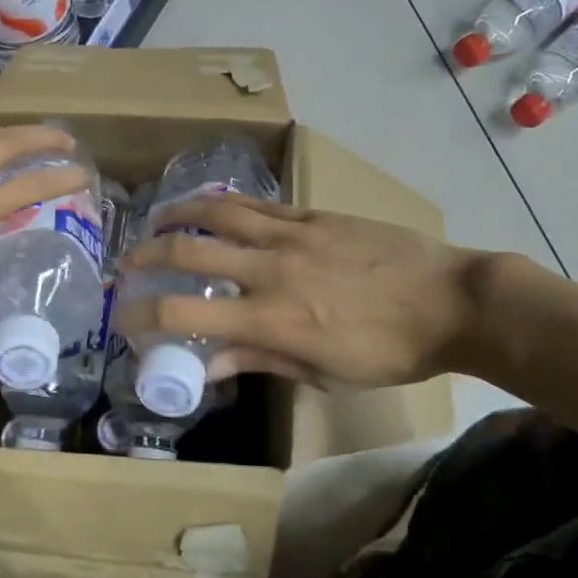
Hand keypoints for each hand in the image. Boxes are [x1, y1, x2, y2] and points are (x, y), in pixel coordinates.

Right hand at [117, 194, 488, 388]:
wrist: (452, 301)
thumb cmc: (390, 351)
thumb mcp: (324, 374)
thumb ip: (261, 360)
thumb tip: (209, 366)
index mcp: (270, 319)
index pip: (184, 314)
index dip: (143, 317)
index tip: (125, 320)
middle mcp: (269, 270)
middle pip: (189, 252)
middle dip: (147, 257)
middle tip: (128, 265)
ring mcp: (291, 235)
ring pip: (218, 212)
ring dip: (178, 214)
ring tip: (156, 220)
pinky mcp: (313, 215)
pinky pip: (258, 204)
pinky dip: (225, 203)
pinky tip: (211, 205)